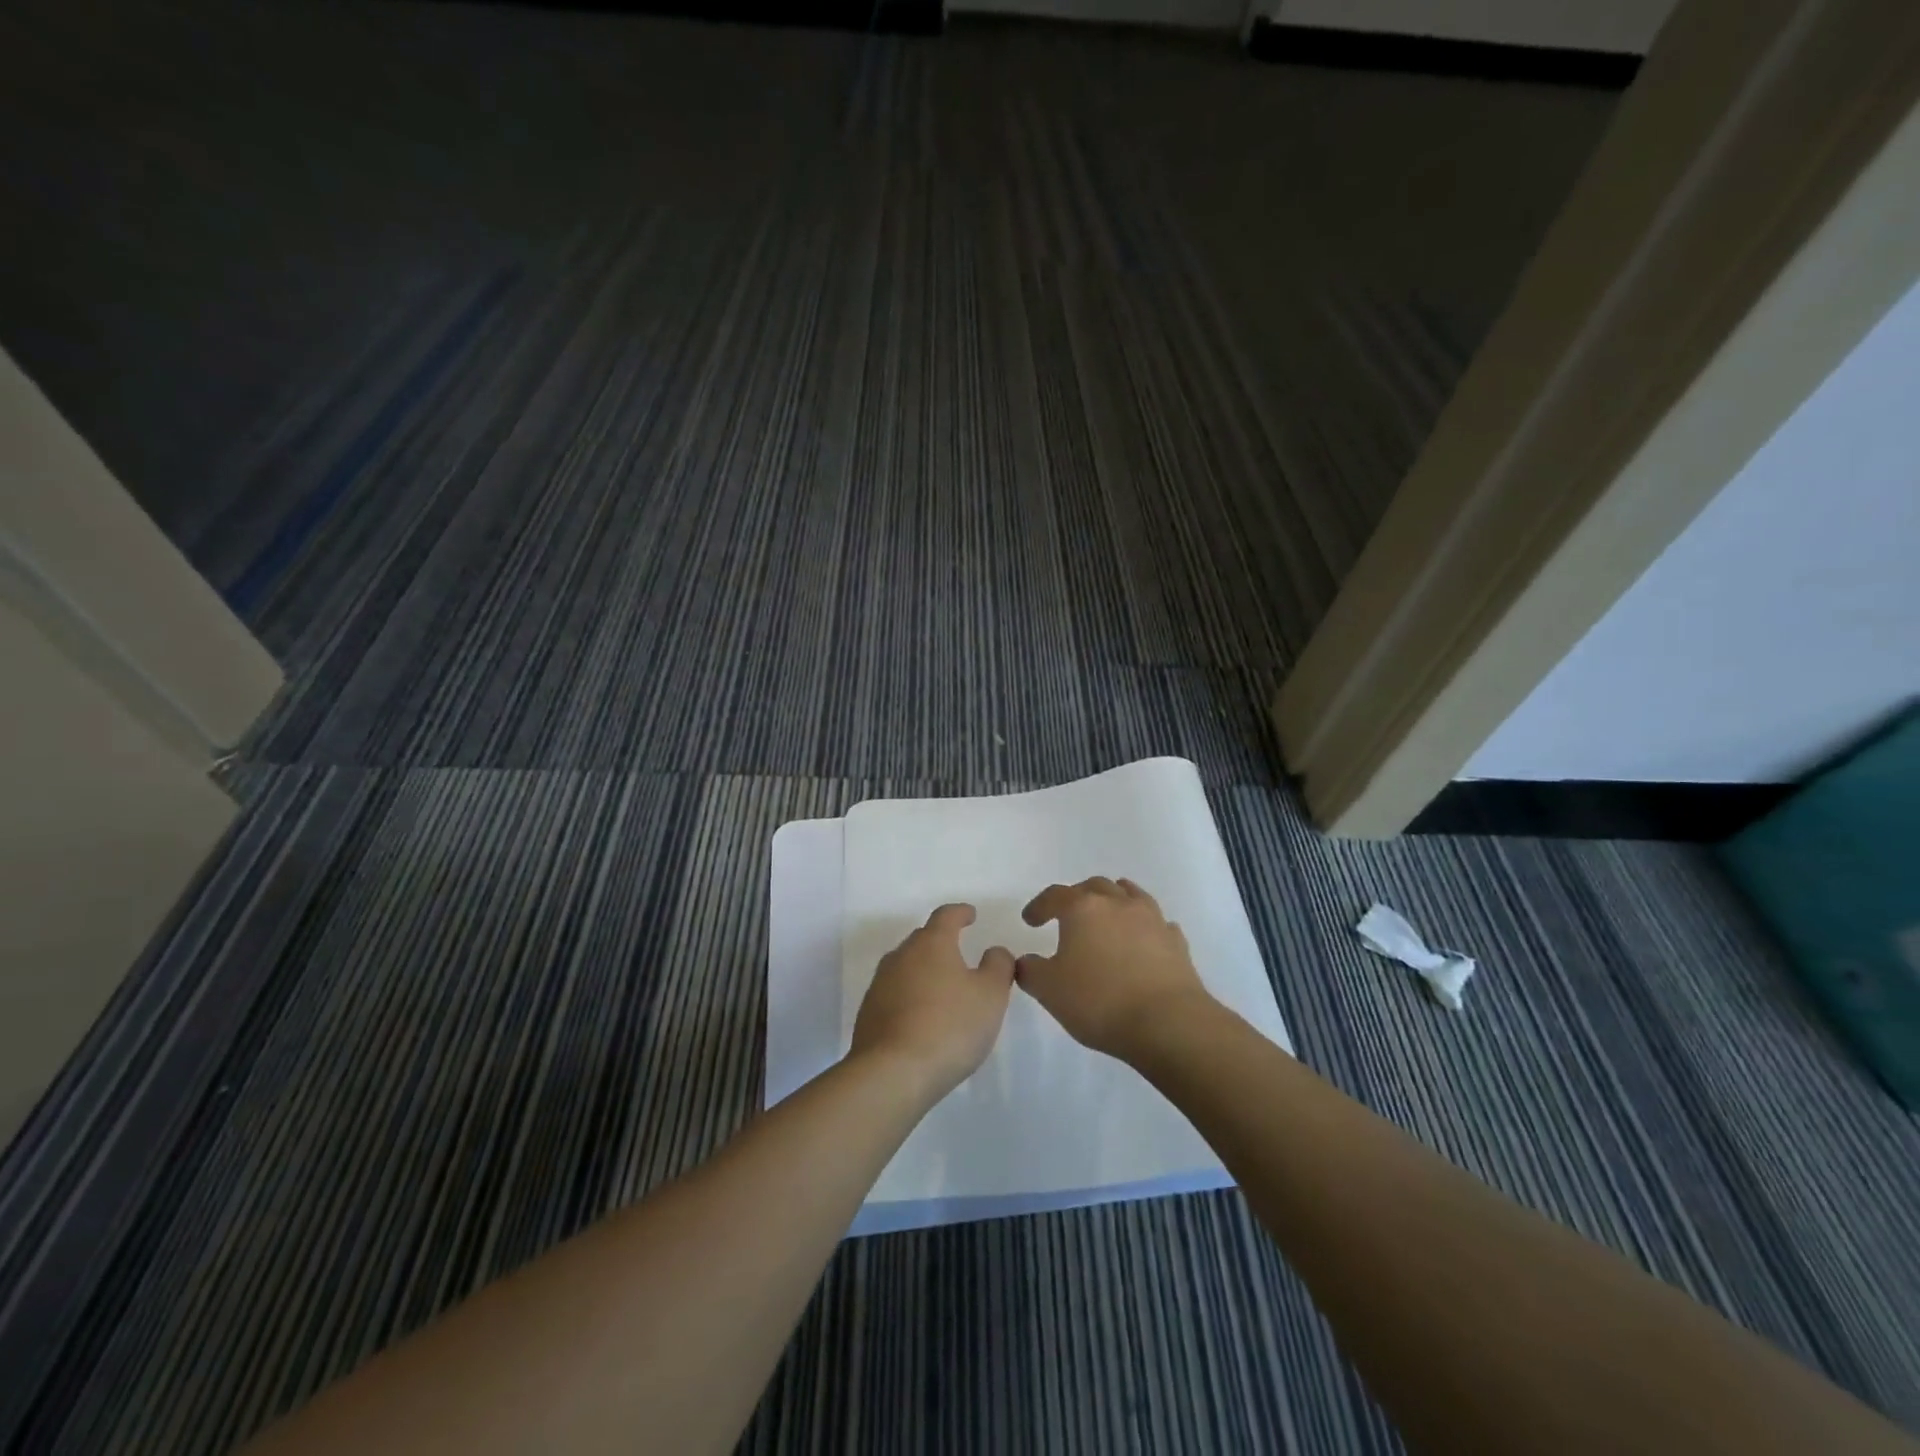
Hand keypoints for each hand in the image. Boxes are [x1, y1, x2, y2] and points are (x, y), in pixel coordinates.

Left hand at [850, 904, 1016, 1097]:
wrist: (892, 1073)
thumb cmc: (950, 1026)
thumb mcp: (991, 995)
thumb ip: (998, 966)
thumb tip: (994, 951)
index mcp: (932, 944)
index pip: (946, 916)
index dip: (960, 913)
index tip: (970, 915)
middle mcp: (901, 956)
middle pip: (923, 940)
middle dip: (942, 943)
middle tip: (960, 956)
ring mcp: (880, 984)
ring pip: (906, 967)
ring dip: (924, 972)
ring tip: (943, 990)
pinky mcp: (868, 1013)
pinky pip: (895, 994)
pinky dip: (911, 998)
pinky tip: (922, 1018)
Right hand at [1016, 877, 1214, 1062]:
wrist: (1167, 1023)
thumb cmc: (1099, 1001)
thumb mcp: (1049, 990)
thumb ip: (1030, 971)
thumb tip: (1026, 961)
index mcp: (1083, 909)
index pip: (1055, 895)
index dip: (1039, 906)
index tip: (1029, 920)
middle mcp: (1118, 904)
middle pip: (1095, 886)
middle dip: (1078, 896)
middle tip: (1068, 914)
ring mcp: (1152, 919)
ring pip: (1130, 894)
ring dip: (1114, 900)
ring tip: (1107, 914)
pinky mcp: (1176, 942)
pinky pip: (1157, 922)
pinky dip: (1145, 926)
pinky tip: (1143, 940)